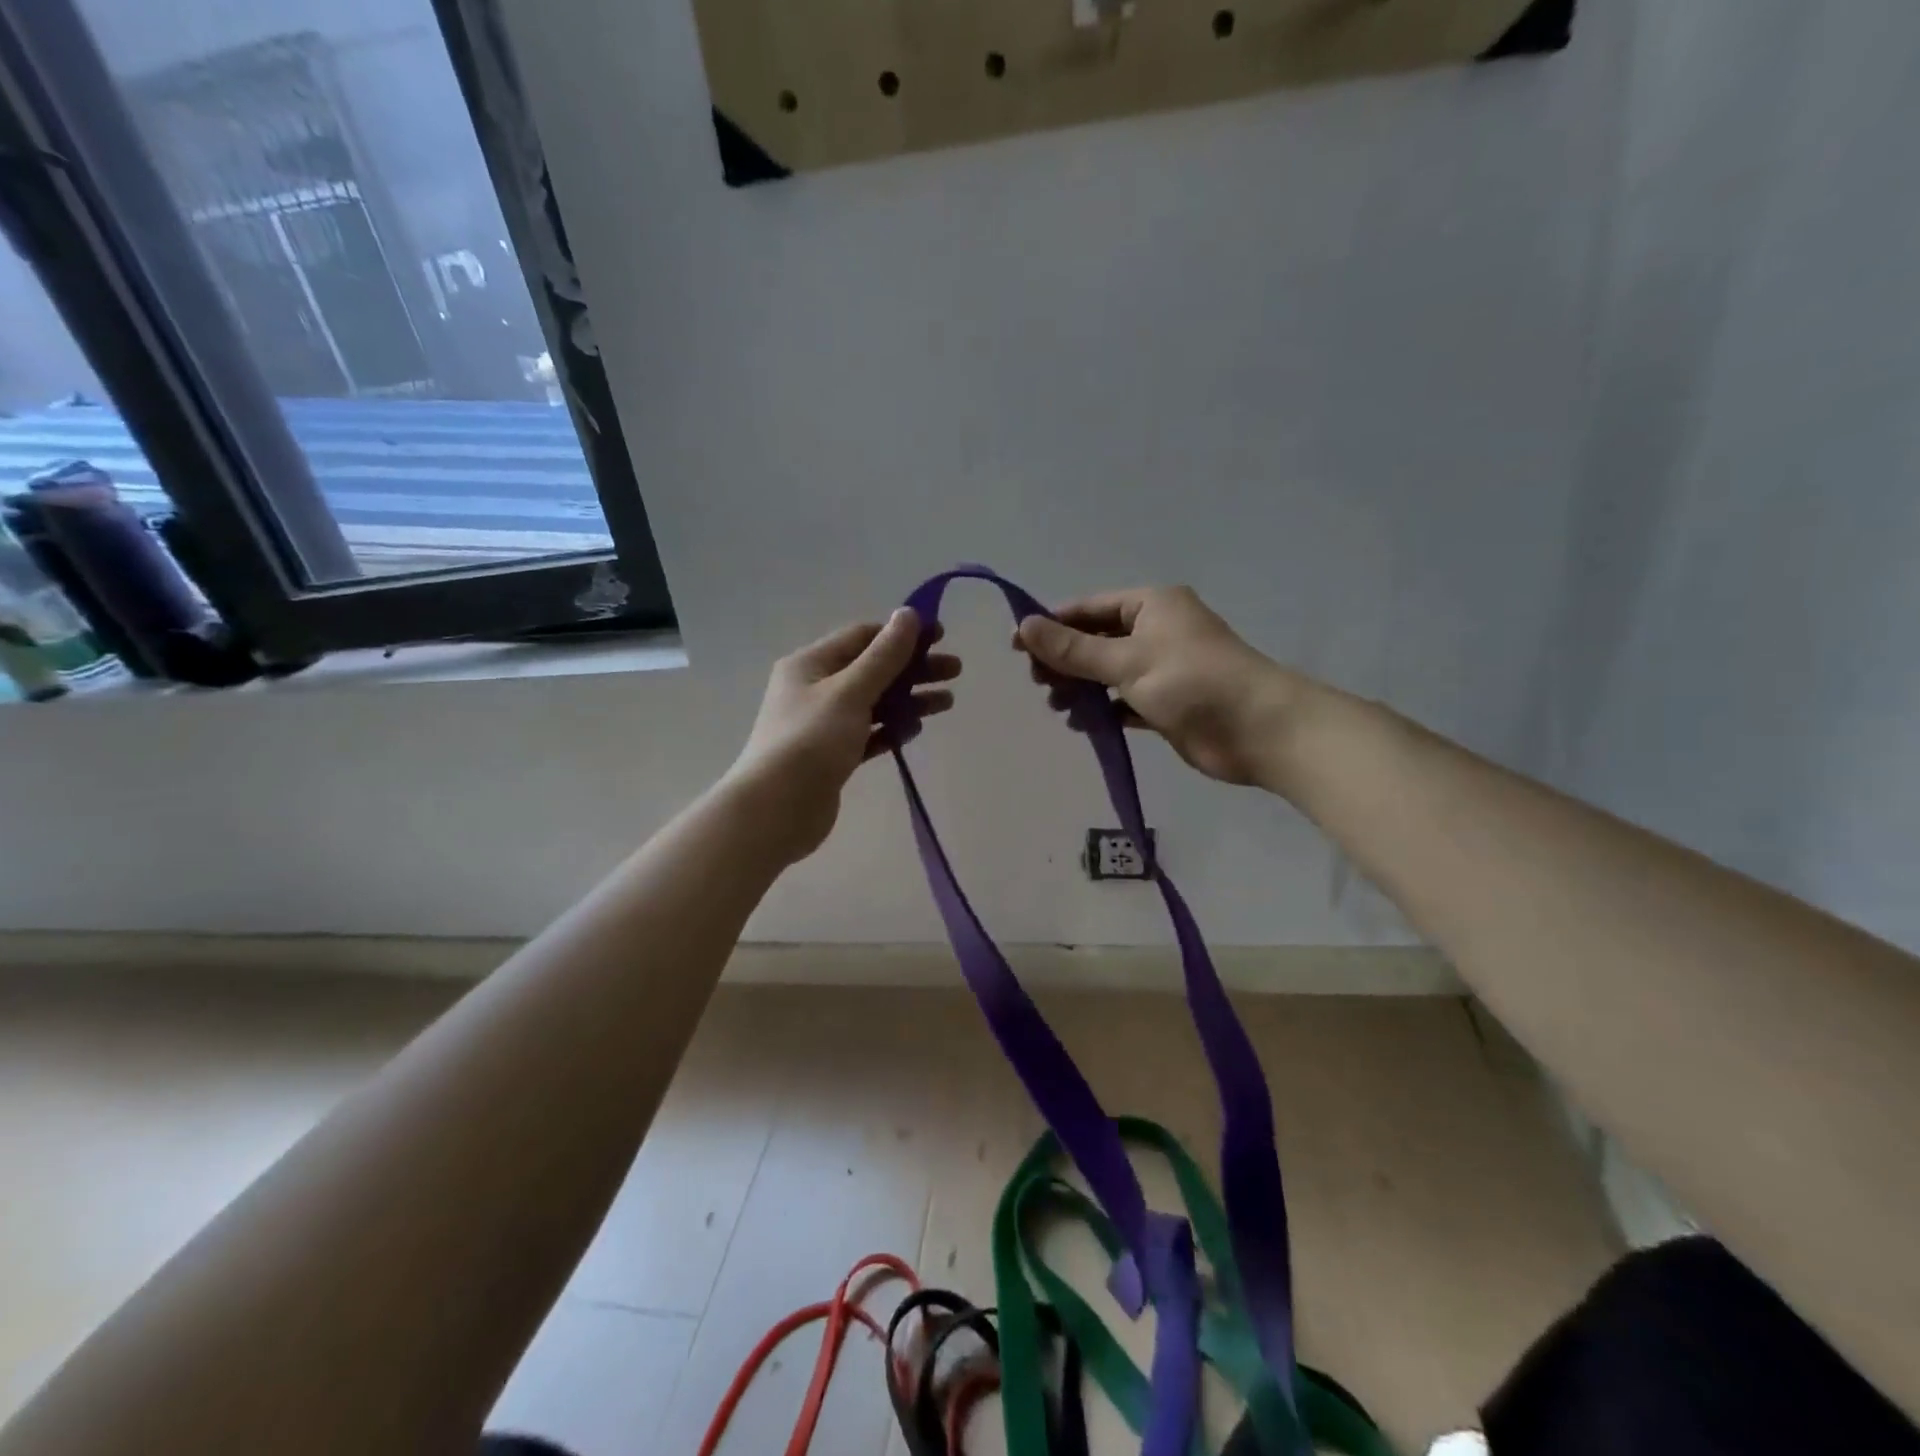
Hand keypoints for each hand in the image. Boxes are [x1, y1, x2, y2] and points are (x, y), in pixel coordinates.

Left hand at [727, 609, 959, 862]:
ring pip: (874, 703)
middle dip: (913, 668)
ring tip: (947, 703)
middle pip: (872, 670)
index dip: (901, 634)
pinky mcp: (833, 756)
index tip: (940, 637)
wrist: (776, 810)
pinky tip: (916, 730)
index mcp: (810, 664)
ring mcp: (823, 724)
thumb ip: (884, 656)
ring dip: (909, 699)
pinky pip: (868, 734)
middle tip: (954, 671)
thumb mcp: (850, 691)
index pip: (861, 637)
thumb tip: (908, 614)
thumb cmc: (811, 741)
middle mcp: (814, 689)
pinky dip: (891, 729)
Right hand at [1015, 585, 1293, 786]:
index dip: (1052, 625)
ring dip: (1081, 687)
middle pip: (1096, 640)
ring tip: (1058, 707)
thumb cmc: (1191, 682)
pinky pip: (1124, 701)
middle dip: (1065, 661)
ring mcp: (1163, 668)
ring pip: (1108, 672)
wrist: (1258, 730)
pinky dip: (1104, 710)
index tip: (1017, 648)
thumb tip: (1025, 626)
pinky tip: (1084, 724)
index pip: (1089, 608)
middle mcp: (1156, 630)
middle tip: (1038, 684)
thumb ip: (1073, 649)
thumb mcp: (1126, 661)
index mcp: (1151, 605)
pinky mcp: (1167, 702)